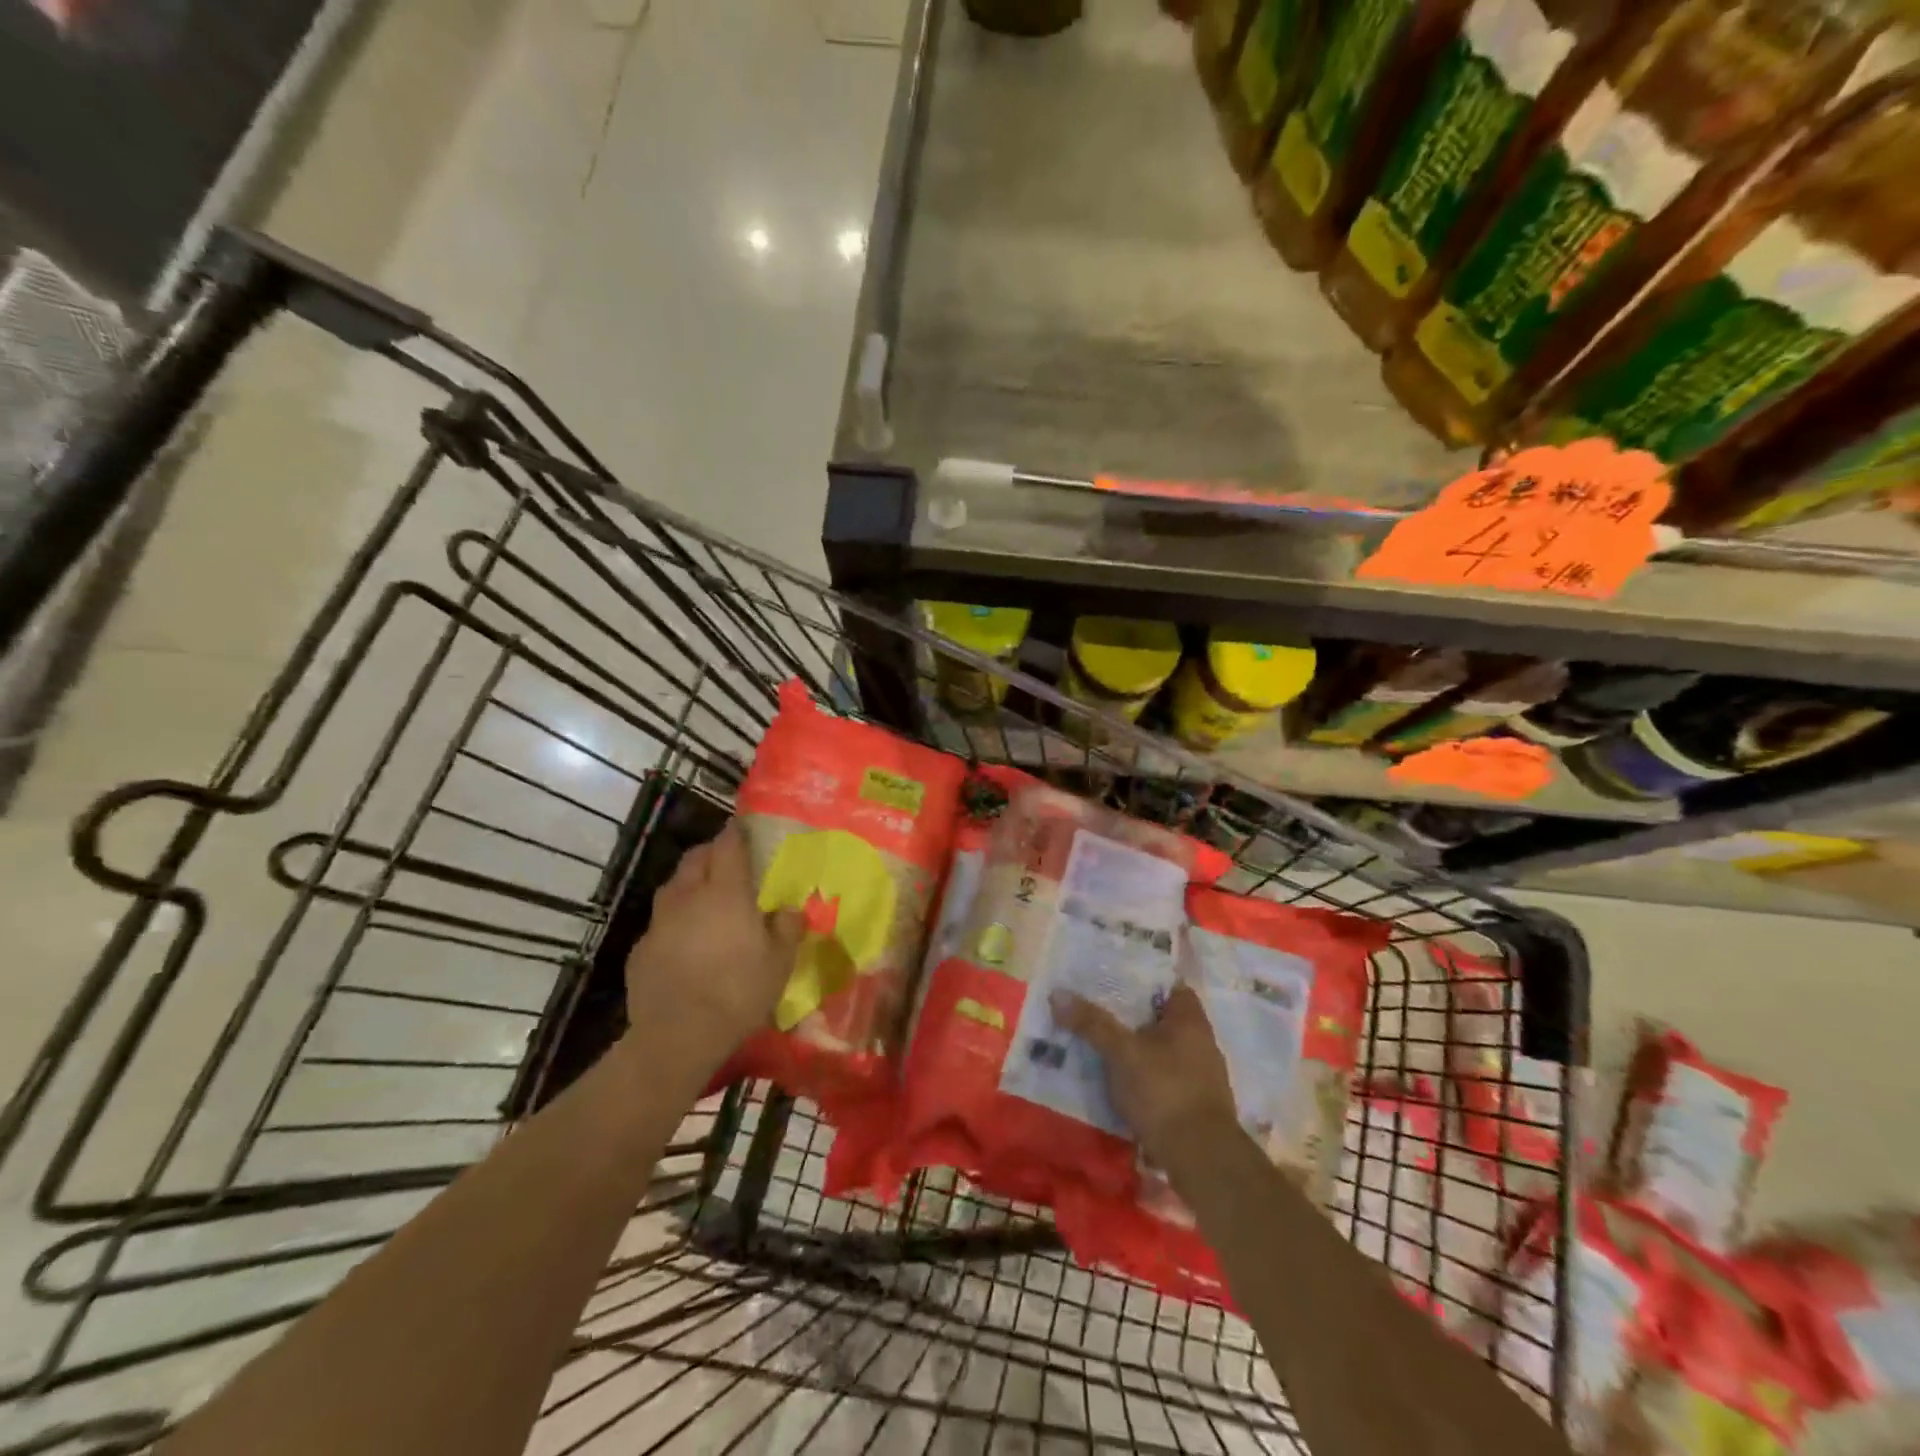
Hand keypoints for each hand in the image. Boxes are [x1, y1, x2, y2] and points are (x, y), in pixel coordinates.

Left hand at [624, 823, 803, 1071]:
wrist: (677, 1036)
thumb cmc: (738, 992)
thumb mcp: (779, 962)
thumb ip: (788, 928)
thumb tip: (791, 909)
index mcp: (726, 892)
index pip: (729, 845)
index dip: (737, 832)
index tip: (744, 827)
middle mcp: (689, 896)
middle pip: (696, 858)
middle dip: (711, 852)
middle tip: (728, 861)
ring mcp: (659, 922)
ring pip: (673, 886)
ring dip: (690, 883)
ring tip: (705, 897)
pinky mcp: (641, 949)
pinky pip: (660, 921)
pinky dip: (675, 920)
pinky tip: (685, 941)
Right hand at [1052, 983, 1238, 1167]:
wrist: (1201, 1160)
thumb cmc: (1164, 1091)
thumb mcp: (1122, 1053)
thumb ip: (1092, 1023)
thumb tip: (1058, 994)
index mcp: (1190, 1018)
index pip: (1165, 983)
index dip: (1138, 978)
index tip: (1109, 978)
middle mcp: (1201, 1041)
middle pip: (1160, 1017)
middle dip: (1130, 1015)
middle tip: (1094, 1009)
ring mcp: (1201, 1074)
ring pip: (1160, 1048)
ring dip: (1135, 1047)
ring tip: (1100, 1044)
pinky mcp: (1194, 1103)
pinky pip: (1163, 1076)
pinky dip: (1143, 1074)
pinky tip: (1119, 1081)